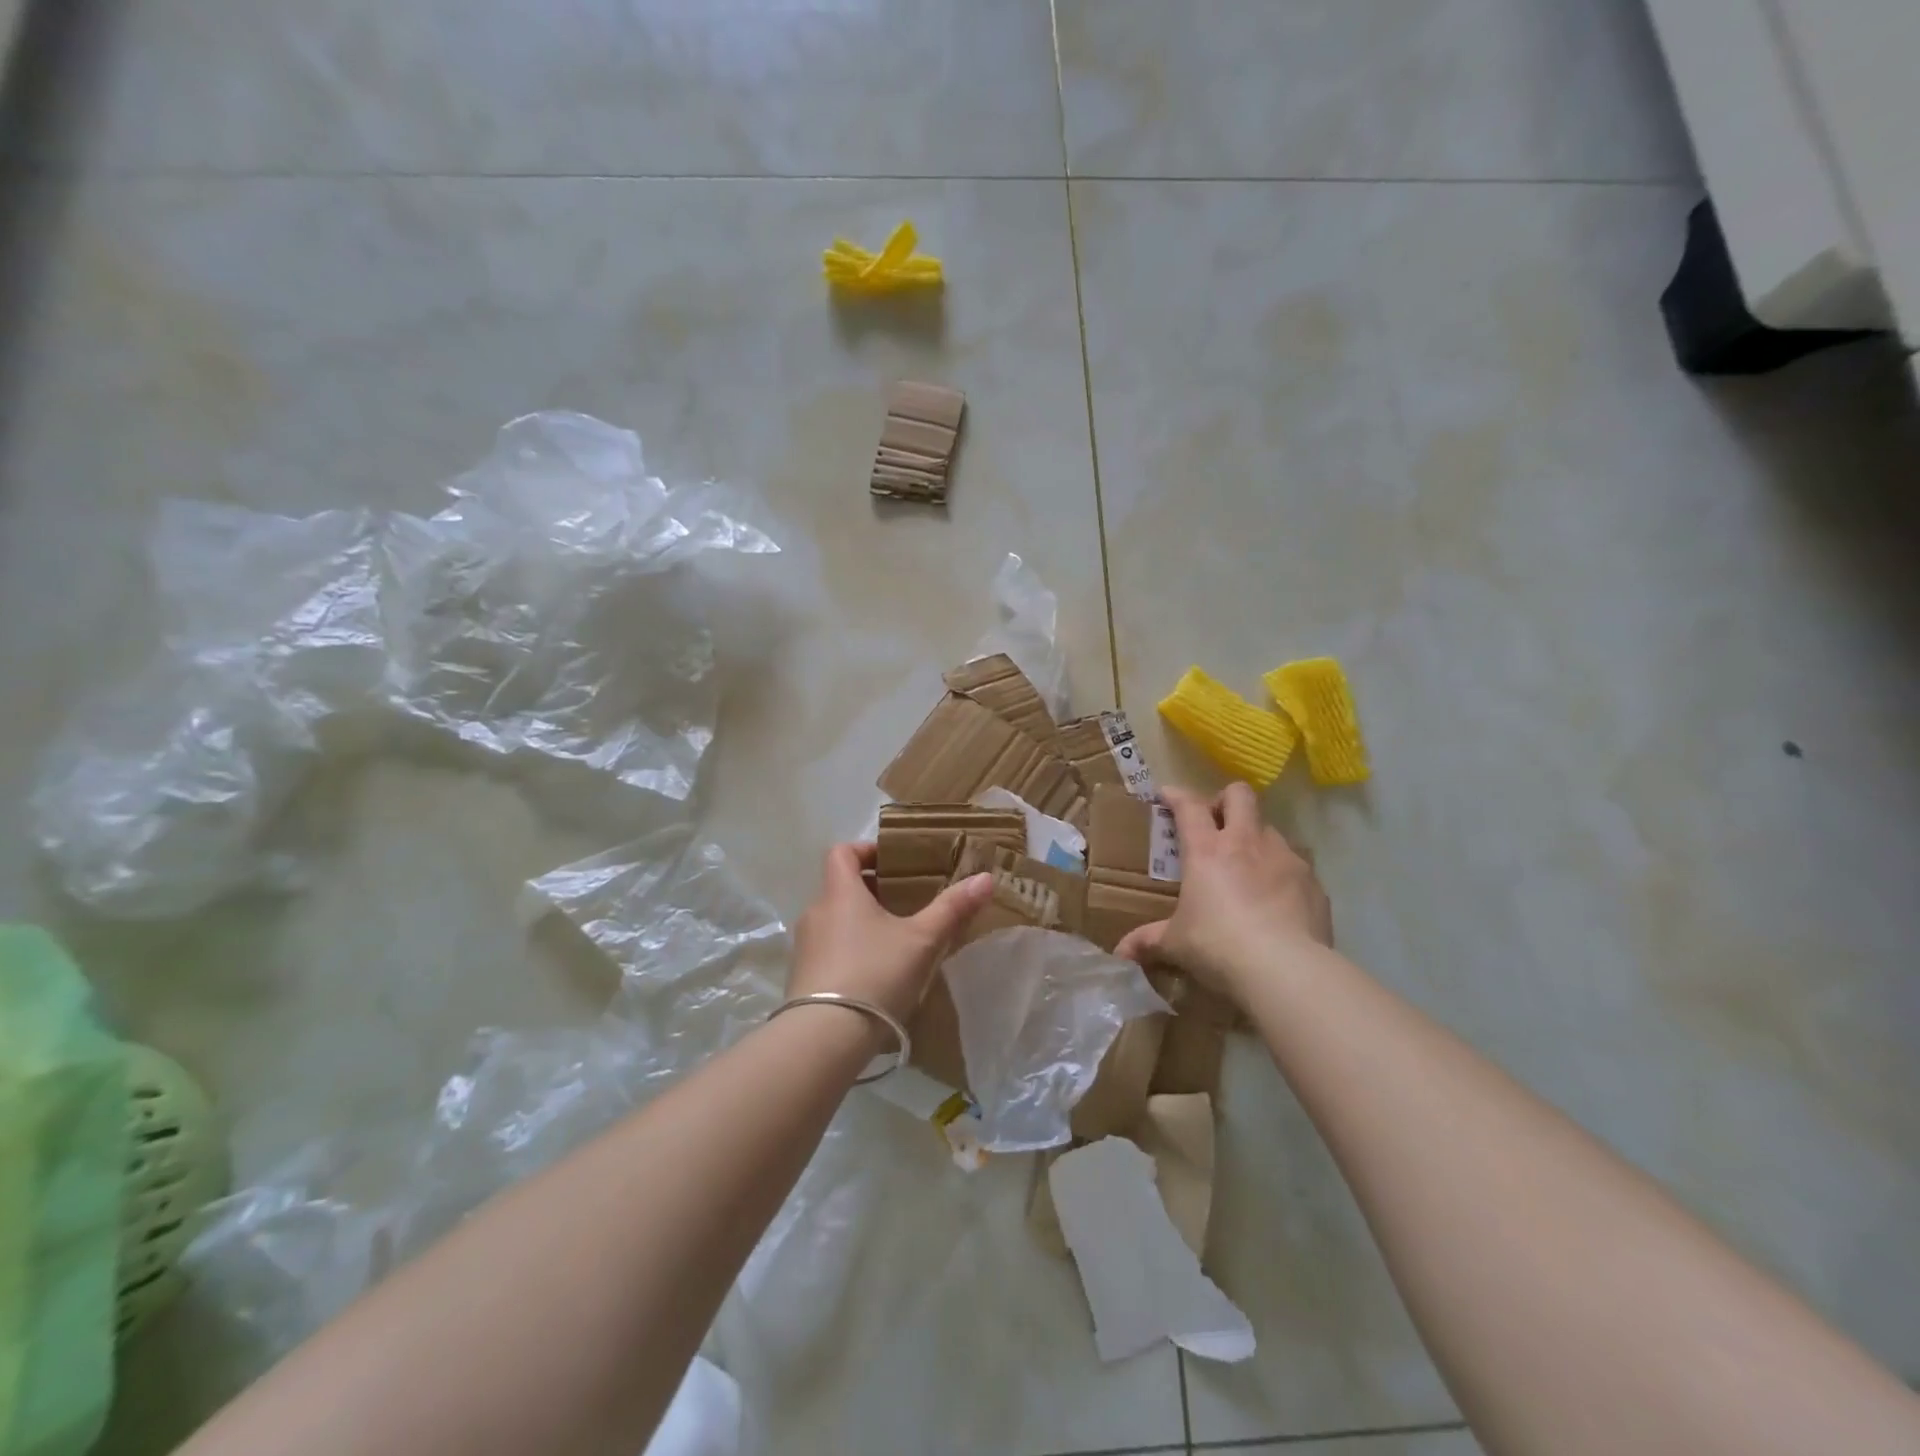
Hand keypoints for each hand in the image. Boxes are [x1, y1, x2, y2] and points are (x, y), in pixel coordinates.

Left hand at [788, 843, 993, 1029]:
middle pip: (840, 887)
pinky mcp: (802, 977)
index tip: (894, 862)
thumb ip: (952, 908)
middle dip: (872, 890)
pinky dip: (849, 950)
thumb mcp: (922, 940)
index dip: (866, 850)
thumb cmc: (875, 974)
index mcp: (840, 893)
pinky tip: (875, 975)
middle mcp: (816, 912)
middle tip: (906, 903)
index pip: (842, 852)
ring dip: (861, 923)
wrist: (824, 1038)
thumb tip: (985, 877)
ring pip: (835, 920)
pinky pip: (828, 950)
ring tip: (895, 941)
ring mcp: (805, 946)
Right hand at [1116, 783, 1331, 997]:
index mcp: (1207, 850)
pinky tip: (1277, 899)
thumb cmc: (1218, 946)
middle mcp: (1247, 843)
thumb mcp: (1176, 944)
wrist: (1284, 969)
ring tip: (1248, 867)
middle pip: (1239, 796)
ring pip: (1270, 828)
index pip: (1190, 806)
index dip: (1177, 796)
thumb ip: (1150, 941)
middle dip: (1225, 800)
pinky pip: (1295, 865)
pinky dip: (1282, 873)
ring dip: (1256, 839)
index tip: (1167, 795)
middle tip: (1216, 822)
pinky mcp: (1313, 882)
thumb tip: (1123, 951)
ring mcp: (1285, 858)